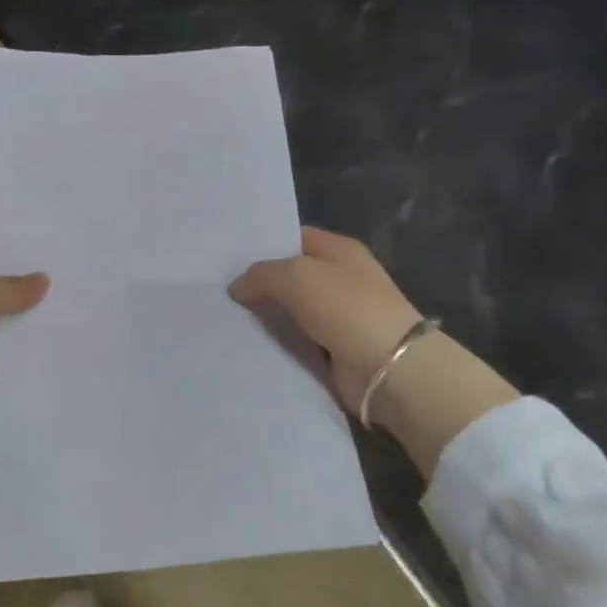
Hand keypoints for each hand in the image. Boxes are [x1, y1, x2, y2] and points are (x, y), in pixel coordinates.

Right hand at [228, 226, 421, 417]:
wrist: (389, 368)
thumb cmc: (346, 307)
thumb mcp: (297, 275)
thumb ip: (261, 274)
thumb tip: (237, 287)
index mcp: (339, 250)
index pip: (293, 238)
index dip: (263, 244)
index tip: (227, 256)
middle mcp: (340, 279)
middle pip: (289, 276)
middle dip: (258, 283)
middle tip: (216, 288)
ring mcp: (338, 316)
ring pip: (289, 311)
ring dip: (264, 316)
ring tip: (222, 317)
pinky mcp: (332, 350)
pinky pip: (296, 341)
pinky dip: (276, 343)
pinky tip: (245, 342)